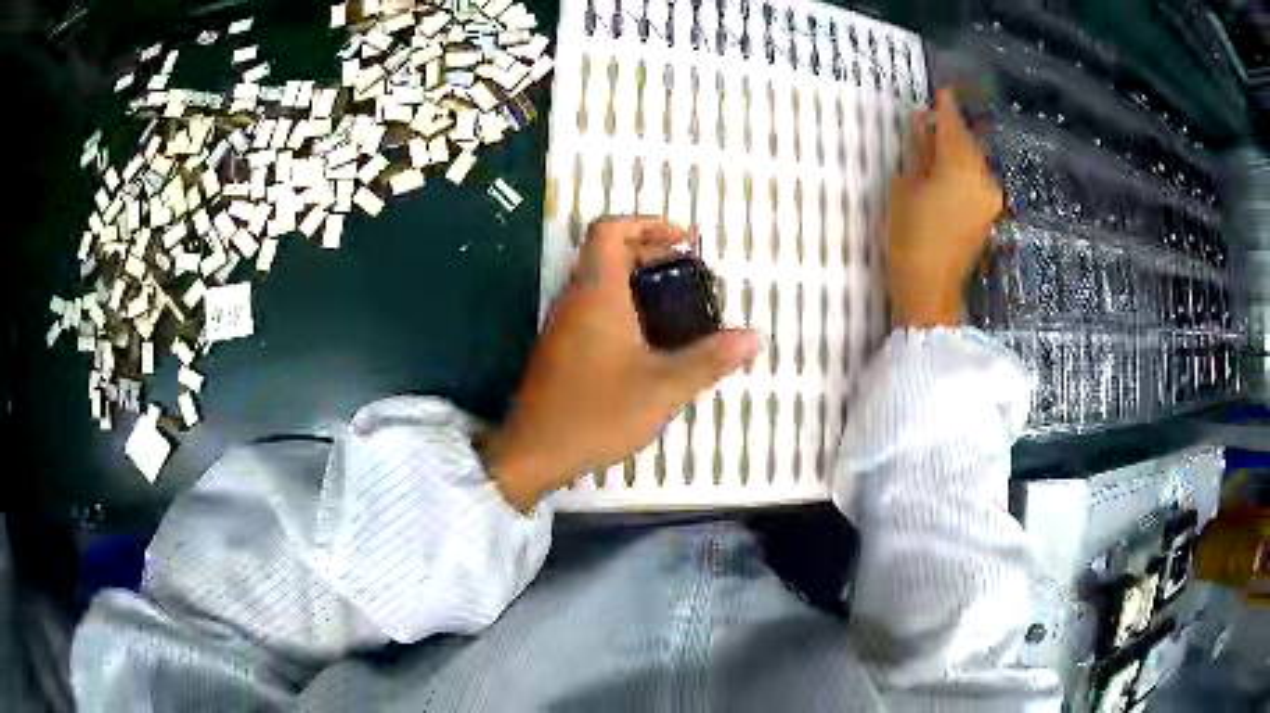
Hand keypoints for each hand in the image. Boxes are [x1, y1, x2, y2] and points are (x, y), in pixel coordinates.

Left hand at [483, 216, 759, 510]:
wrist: (535, 451)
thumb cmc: (597, 412)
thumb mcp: (663, 387)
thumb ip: (710, 360)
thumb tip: (754, 337)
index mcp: (596, 292)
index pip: (610, 229)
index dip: (648, 223)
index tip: (684, 240)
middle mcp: (575, 298)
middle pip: (608, 251)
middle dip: (651, 252)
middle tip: (691, 273)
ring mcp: (564, 323)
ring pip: (600, 280)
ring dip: (637, 279)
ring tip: (679, 304)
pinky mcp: (561, 347)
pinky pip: (594, 307)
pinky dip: (624, 304)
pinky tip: (650, 340)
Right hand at [886, 87, 1003, 327]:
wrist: (930, 288)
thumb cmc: (910, 235)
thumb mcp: (905, 186)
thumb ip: (919, 151)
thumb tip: (923, 124)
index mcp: (959, 166)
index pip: (952, 125)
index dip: (946, 107)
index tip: (942, 90)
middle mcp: (982, 177)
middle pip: (968, 143)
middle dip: (953, 128)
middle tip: (935, 116)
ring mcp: (989, 197)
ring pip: (975, 161)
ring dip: (959, 149)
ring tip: (938, 143)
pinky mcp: (989, 214)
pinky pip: (978, 179)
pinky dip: (965, 169)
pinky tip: (949, 168)